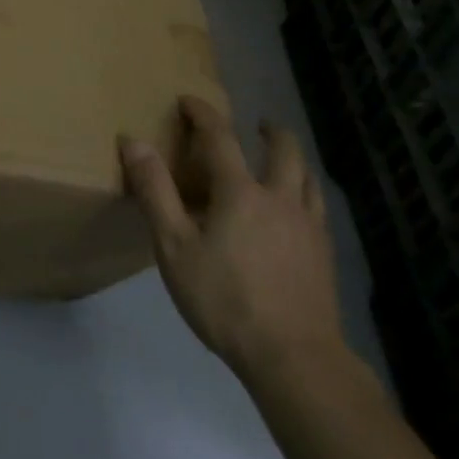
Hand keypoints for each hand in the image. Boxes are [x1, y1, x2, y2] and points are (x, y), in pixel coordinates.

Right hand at [120, 96, 345, 380]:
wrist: (294, 358)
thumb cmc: (225, 300)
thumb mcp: (174, 247)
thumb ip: (155, 192)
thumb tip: (134, 142)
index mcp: (240, 191)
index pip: (220, 136)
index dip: (203, 113)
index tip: (189, 100)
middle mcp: (280, 197)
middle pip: (284, 149)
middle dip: (269, 130)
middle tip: (257, 126)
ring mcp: (309, 226)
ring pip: (308, 177)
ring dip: (293, 160)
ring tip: (281, 163)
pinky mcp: (324, 255)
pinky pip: (318, 208)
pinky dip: (306, 194)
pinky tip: (297, 214)